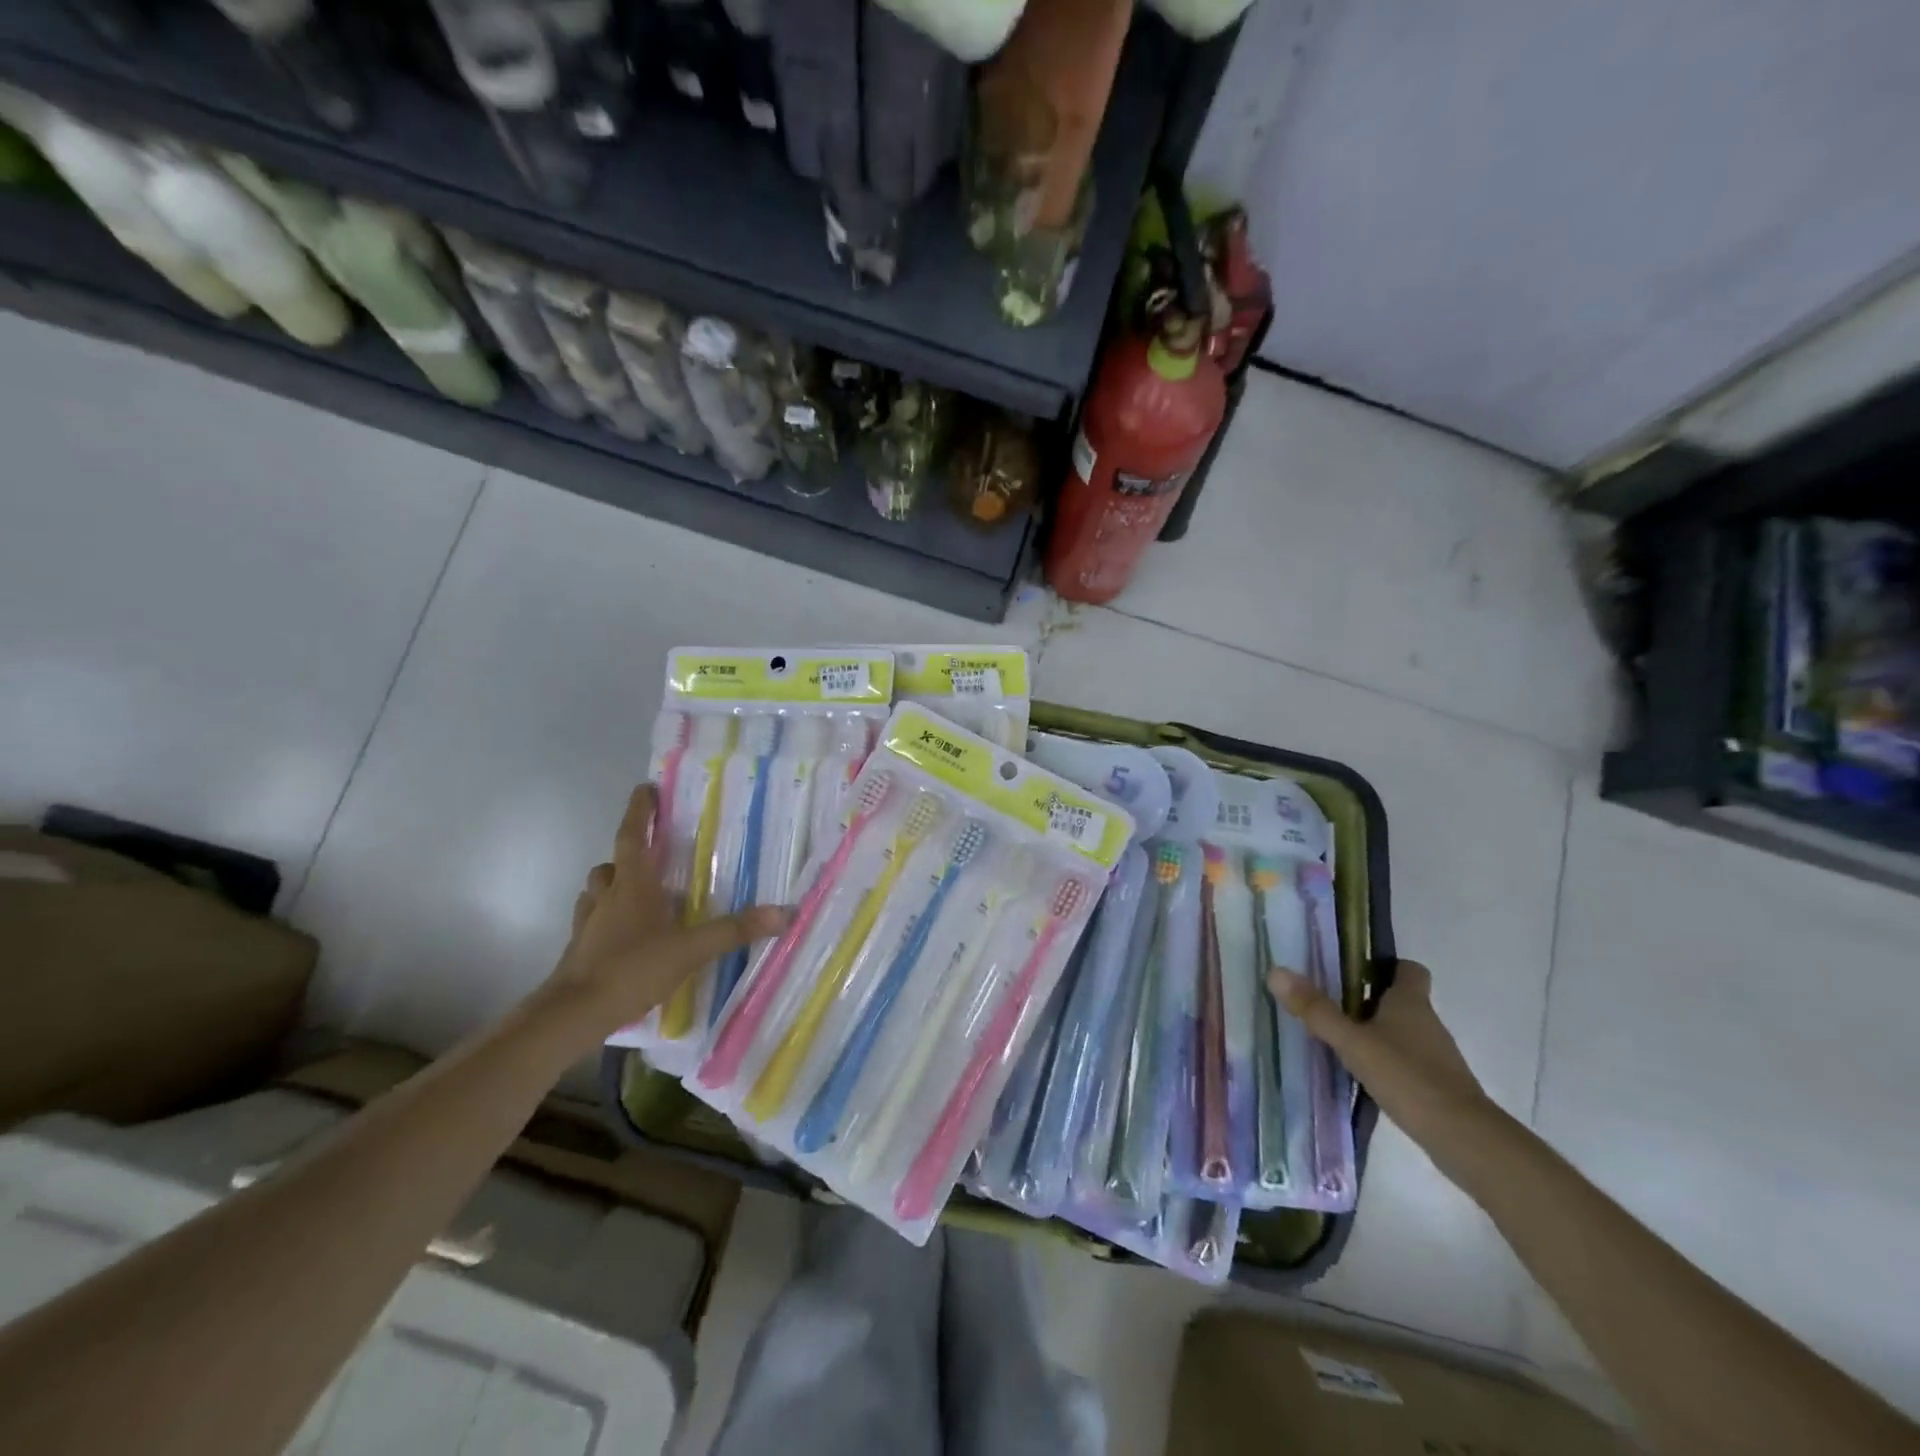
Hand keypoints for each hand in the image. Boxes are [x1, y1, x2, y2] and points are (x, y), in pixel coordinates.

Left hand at [539, 784, 790, 1042]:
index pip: (632, 836)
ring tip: (638, 894)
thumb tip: (783, 913)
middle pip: (612, 864)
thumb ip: (735, 930)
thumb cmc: (632, 969)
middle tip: (651, 855)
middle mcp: (607, 897)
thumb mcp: (691, 950)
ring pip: (597, 891)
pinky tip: (624, 935)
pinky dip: (607, 918)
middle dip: (628, 854)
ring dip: (613, 885)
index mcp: (633, 885)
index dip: (638, 811)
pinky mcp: (580, 950)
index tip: (644, 789)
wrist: (574, 1014)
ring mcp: (589, 924)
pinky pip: (593, 921)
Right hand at [1268, 959, 1493, 1150]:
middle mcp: (1427, 1022)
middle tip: (1330, 1003)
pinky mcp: (1437, 1084)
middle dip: (1368, 999)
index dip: (1385, 965)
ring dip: (1376, 1032)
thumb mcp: (1353, 1042)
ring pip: (1402, 1031)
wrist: (1464, 1138)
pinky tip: (1363, 1074)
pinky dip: (1387, 1061)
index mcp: (1410, 1003)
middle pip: (1400, 1000)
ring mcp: (1436, 1056)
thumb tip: (1276, 971)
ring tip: (1339, 1039)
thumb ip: (1316, 1010)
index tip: (1354, 970)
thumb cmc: (1408, 1077)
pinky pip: (1407, 1060)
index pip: (1408, 969)